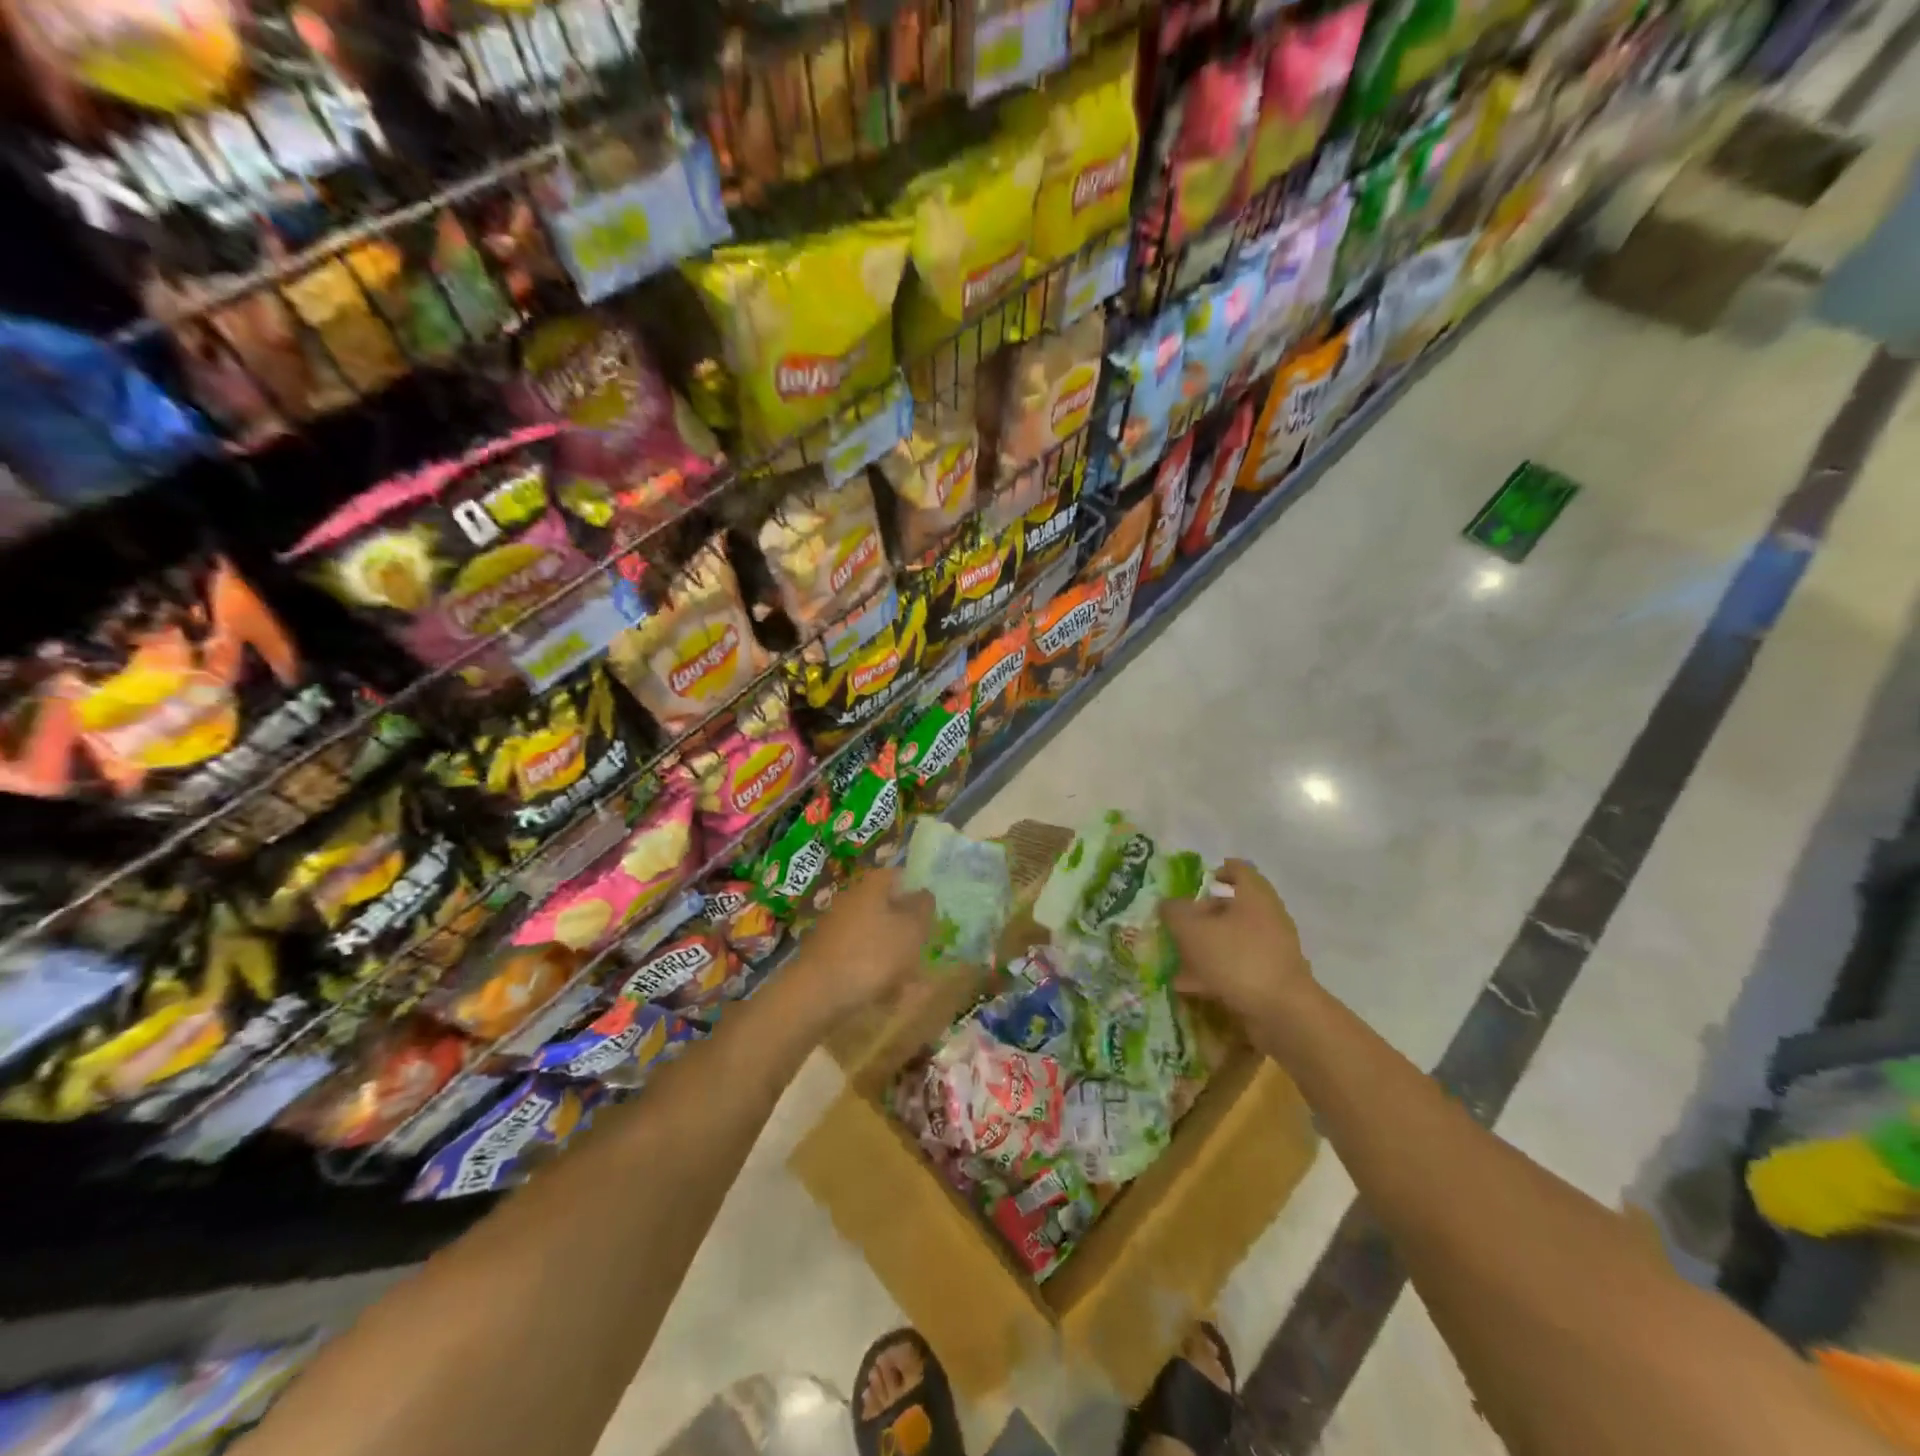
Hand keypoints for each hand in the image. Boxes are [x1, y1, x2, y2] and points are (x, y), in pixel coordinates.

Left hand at [788, 867, 935, 1028]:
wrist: (818, 993)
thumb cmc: (873, 954)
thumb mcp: (911, 929)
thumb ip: (923, 908)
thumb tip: (924, 894)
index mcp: (872, 886)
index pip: (899, 876)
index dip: (917, 892)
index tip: (931, 914)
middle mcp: (851, 899)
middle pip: (887, 907)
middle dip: (906, 930)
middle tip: (922, 950)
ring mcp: (836, 927)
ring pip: (875, 936)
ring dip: (893, 955)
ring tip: (908, 983)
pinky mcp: (827, 954)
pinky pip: (860, 957)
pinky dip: (874, 972)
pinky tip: (885, 995)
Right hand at [1160, 860, 1313, 1025]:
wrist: (1282, 1013)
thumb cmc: (1236, 958)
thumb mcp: (1192, 930)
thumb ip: (1174, 912)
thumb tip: (1167, 904)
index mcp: (1254, 896)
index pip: (1238, 869)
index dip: (1217, 871)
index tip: (1196, 883)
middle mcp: (1267, 918)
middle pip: (1232, 907)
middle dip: (1202, 915)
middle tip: (1178, 924)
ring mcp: (1271, 950)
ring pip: (1231, 940)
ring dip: (1205, 946)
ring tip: (1177, 958)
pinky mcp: (1269, 979)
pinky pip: (1237, 967)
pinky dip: (1214, 972)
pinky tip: (1190, 986)